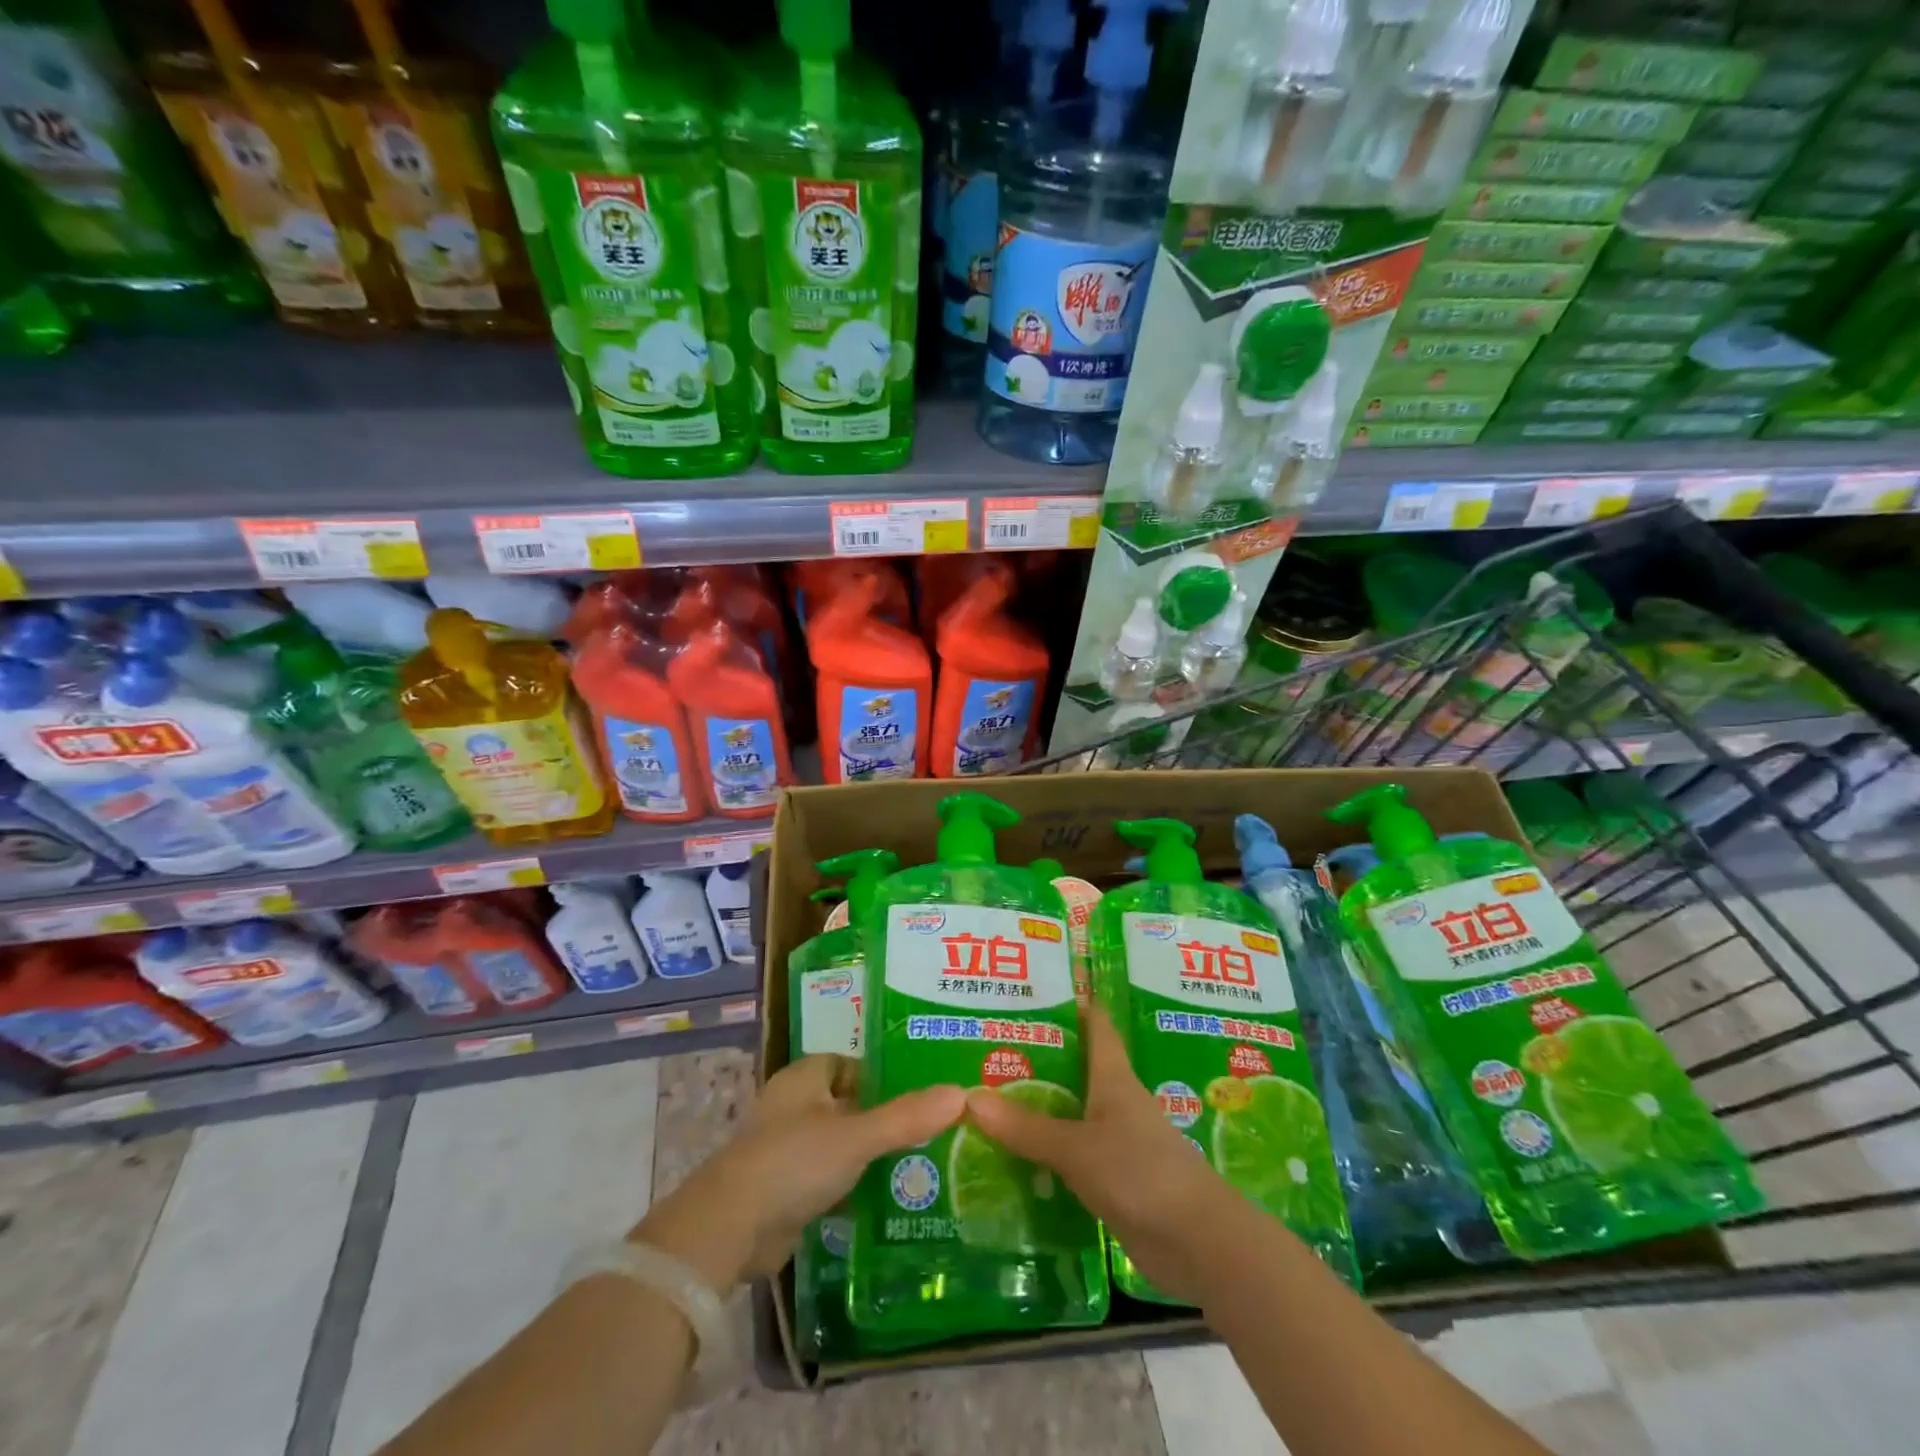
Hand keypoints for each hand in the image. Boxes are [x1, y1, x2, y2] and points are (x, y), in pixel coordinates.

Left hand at [631, 1056, 964, 1291]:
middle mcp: (792, 1106)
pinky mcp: (783, 1190)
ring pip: (838, 1143)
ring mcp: (784, 1149)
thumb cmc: (793, 1162)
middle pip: (846, 1104)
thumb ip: (907, 1116)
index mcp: (804, 1078)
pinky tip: (884, 1201)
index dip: (881, 1076)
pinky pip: (827, 1178)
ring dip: (868, 1154)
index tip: (920, 1092)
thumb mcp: (857, 1136)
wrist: (729, 1231)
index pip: (849, 1064)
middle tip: (929, 1130)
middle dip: (881, 1117)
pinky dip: (851, 1186)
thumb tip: (961, 1093)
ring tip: (919, 1165)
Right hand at [965, 1007, 1247, 1304]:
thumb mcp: (1077, 1148)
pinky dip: (1046, 1153)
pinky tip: (1013, 1158)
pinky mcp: (1114, 1180)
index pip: (1095, 1026)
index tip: (1033, 992)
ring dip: (1038, 1109)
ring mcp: (1117, 1142)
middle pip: (1075, 1070)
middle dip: (1037, 1060)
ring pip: (1071, 1114)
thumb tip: (968, 1098)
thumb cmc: (1141, 1173)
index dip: (1071, 1004)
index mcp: (1114, 1078)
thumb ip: (1025, 1128)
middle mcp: (1116, 1102)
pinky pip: (1072, 1156)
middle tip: (986, 1049)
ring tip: (987, 1100)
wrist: (1199, 1244)